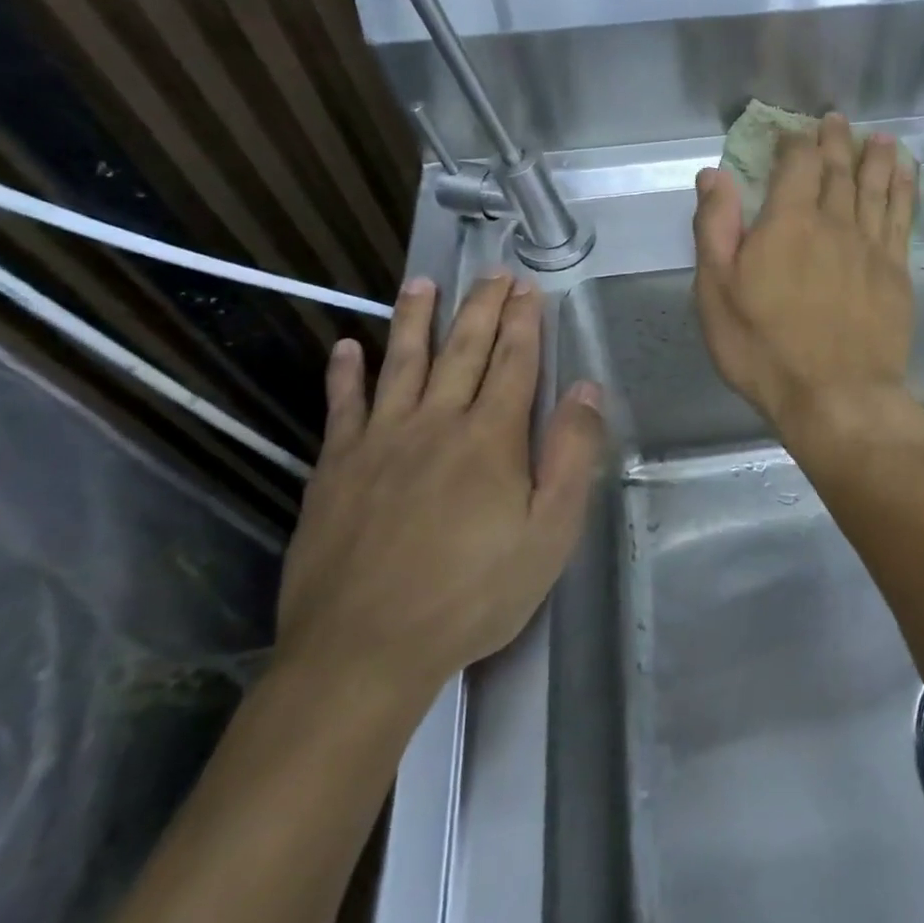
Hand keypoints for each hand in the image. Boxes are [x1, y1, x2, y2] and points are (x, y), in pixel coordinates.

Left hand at [277, 275, 606, 708]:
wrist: (365, 648)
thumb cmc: (472, 595)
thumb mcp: (548, 534)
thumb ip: (571, 456)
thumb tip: (587, 389)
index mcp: (490, 437)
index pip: (514, 363)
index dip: (524, 322)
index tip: (528, 289)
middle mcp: (435, 422)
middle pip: (463, 350)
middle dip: (481, 307)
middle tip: (492, 274)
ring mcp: (380, 440)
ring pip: (402, 363)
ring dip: (415, 319)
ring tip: (422, 283)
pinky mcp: (336, 467)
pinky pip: (343, 406)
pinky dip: (345, 374)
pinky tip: (348, 347)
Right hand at [693, 112, 916, 436]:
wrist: (836, 396)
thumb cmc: (764, 348)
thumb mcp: (716, 292)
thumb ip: (715, 228)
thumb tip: (713, 175)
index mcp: (787, 222)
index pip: (796, 164)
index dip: (794, 143)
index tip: (791, 133)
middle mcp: (834, 222)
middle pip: (838, 169)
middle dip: (835, 141)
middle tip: (836, 120)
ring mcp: (871, 246)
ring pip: (875, 187)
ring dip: (876, 158)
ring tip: (878, 137)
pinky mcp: (896, 271)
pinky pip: (901, 216)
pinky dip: (903, 190)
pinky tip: (905, 176)